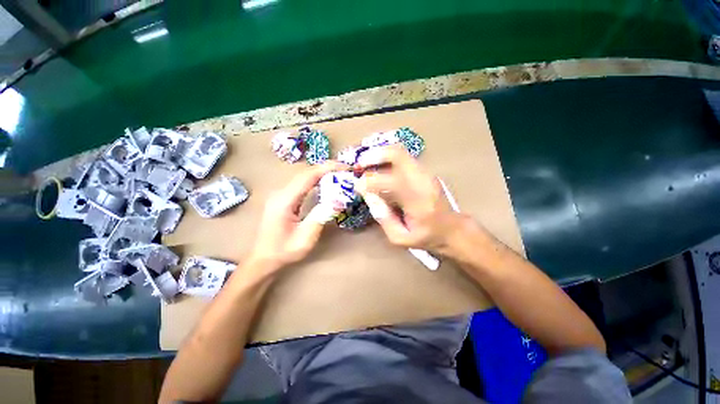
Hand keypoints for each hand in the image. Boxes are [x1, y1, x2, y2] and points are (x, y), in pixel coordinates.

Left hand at [248, 162, 345, 268]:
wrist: (263, 258)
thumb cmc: (283, 251)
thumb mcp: (305, 239)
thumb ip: (321, 217)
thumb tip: (338, 201)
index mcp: (284, 201)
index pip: (307, 176)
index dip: (326, 168)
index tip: (344, 167)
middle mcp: (280, 192)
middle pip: (305, 173)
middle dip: (326, 168)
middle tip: (345, 170)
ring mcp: (280, 194)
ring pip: (303, 176)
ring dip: (322, 173)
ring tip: (339, 174)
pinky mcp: (283, 197)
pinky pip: (301, 183)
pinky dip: (316, 180)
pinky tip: (325, 182)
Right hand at [355, 145, 467, 253]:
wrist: (452, 229)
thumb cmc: (427, 237)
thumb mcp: (400, 238)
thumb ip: (383, 218)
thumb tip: (368, 196)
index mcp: (418, 200)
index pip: (390, 181)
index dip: (369, 182)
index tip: (357, 186)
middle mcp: (423, 181)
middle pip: (398, 154)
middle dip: (374, 156)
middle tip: (359, 165)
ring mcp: (425, 173)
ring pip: (400, 152)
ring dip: (379, 155)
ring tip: (365, 165)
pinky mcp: (425, 172)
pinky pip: (403, 158)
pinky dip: (387, 159)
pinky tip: (378, 167)